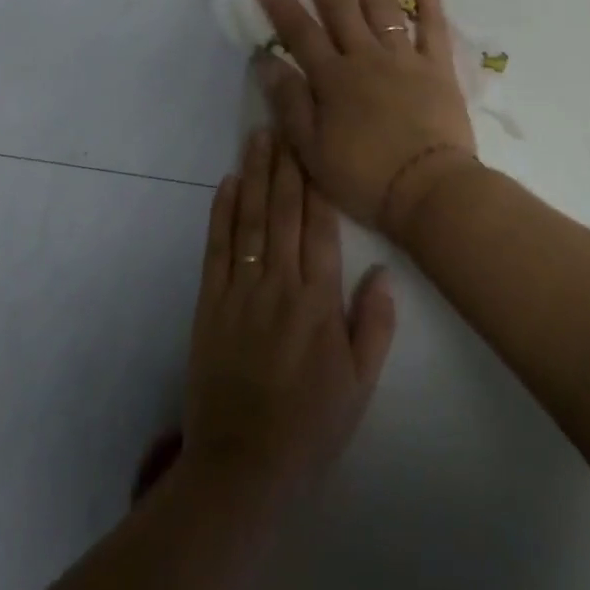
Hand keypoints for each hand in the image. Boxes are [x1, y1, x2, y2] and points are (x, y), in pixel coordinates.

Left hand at [181, 130, 396, 504]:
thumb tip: (381, 269)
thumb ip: (373, 325)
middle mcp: (279, 285)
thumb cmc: (311, 427)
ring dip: (254, 176)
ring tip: (257, 137)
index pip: (320, 228)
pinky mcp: (209, 306)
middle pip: (283, 212)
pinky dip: (220, 214)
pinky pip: (216, 250)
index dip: (318, 182)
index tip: (317, 144)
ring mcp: (240, 293)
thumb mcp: (359, 384)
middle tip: (284, 121)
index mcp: (319, 302)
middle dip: (284, 164)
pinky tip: (226, 184)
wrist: (242, 468)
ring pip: (249, 221)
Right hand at [250, 0, 479, 241]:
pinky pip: (433, 22)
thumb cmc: (365, 178)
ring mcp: (404, 57)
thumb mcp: (312, 150)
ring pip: (382, 2)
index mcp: (333, 79)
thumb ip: (289, 103)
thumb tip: (264, 61)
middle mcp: (366, 58)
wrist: (429, 192)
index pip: (298, 29)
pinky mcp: (437, 65)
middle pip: (337, 4)